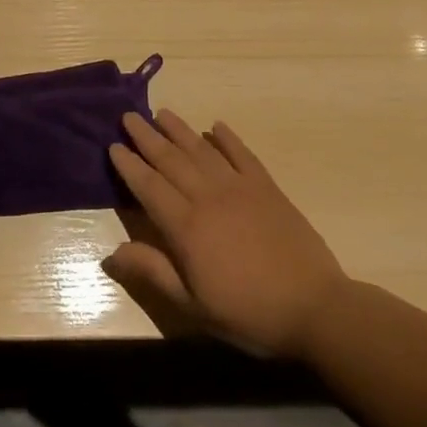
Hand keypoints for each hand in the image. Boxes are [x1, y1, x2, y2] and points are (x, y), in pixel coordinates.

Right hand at [104, 111, 348, 357]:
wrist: (316, 309)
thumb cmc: (249, 313)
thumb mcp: (194, 305)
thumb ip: (153, 272)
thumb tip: (111, 253)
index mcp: (186, 227)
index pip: (149, 187)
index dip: (129, 165)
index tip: (113, 145)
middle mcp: (208, 198)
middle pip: (171, 160)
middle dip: (146, 137)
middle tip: (128, 116)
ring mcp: (239, 188)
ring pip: (201, 151)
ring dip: (179, 130)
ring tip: (161, 113)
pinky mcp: (267, 188)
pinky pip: (242, 155)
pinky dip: (228, 138)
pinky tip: (216, 127)